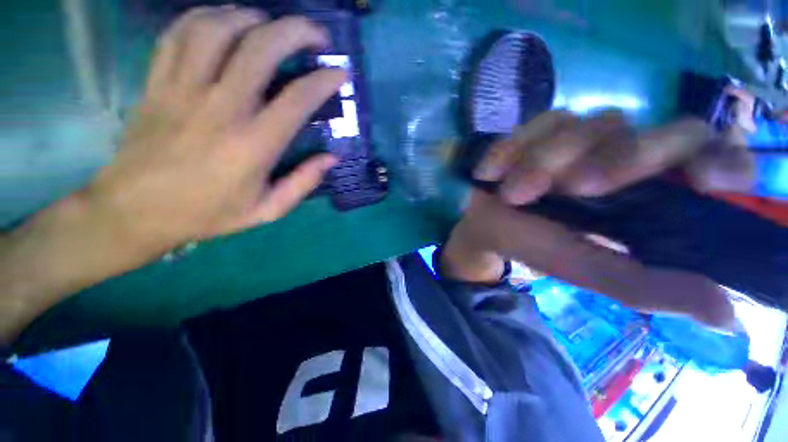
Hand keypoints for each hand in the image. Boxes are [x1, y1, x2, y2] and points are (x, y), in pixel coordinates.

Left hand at [90, 7, 344, 253]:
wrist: (136, 211)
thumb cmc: (208, 213)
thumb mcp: (267, 211)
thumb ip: (303, 183)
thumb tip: (332, 158)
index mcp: (254, 144)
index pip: (298, 98)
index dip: (325, 80)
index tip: (340, 73)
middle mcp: (221, 107)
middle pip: (260, 48)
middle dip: (296, 32)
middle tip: (315, 35)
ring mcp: (183, 89)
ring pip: (218, 28)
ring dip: (251, 17)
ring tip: (270, 24)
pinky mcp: (157, 82)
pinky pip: (180, 33)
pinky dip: (206, 17)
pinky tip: (224, 22)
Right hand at [446, 110, 754, 329]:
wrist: (484, 225)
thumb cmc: (532, 246)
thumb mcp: (587, 270)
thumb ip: (650, 286)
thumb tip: (725, 315)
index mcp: (648, 194)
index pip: (714, 160)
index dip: (723, 160)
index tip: (704, 181)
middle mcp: (626, 156)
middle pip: (660, 130)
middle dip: (621, 158)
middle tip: (573, 189)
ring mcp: (581, 136)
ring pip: (590, 125)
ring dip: (545, 161)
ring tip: (511, 194)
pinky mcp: (540, 129)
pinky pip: (539, 123)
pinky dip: (513, 149)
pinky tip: (491, 173)